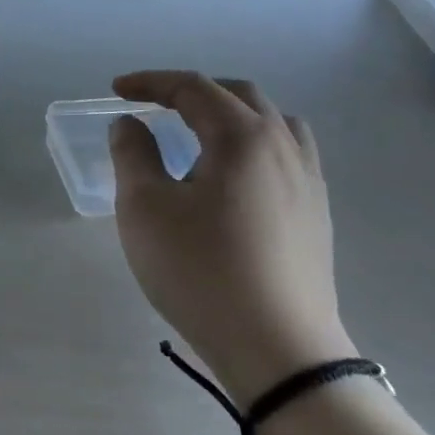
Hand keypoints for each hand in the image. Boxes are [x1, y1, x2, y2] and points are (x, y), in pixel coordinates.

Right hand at [110, 71, 353, 406]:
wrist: (279, 351)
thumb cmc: (201, 271)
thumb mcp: (145, 208)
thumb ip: (132, 154)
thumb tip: (131, 125)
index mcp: (243, 136)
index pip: (193, 88)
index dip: (150, 82)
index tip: (116, 91)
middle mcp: (283, 146)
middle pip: (238, 96)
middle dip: (191, 93)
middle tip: (154, 107)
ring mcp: (308, 180)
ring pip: (271, 122)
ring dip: (230, 114)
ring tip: (199, 134)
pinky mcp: (317, 214)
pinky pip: (287, 154)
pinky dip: (254, 144)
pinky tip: (235, 176)